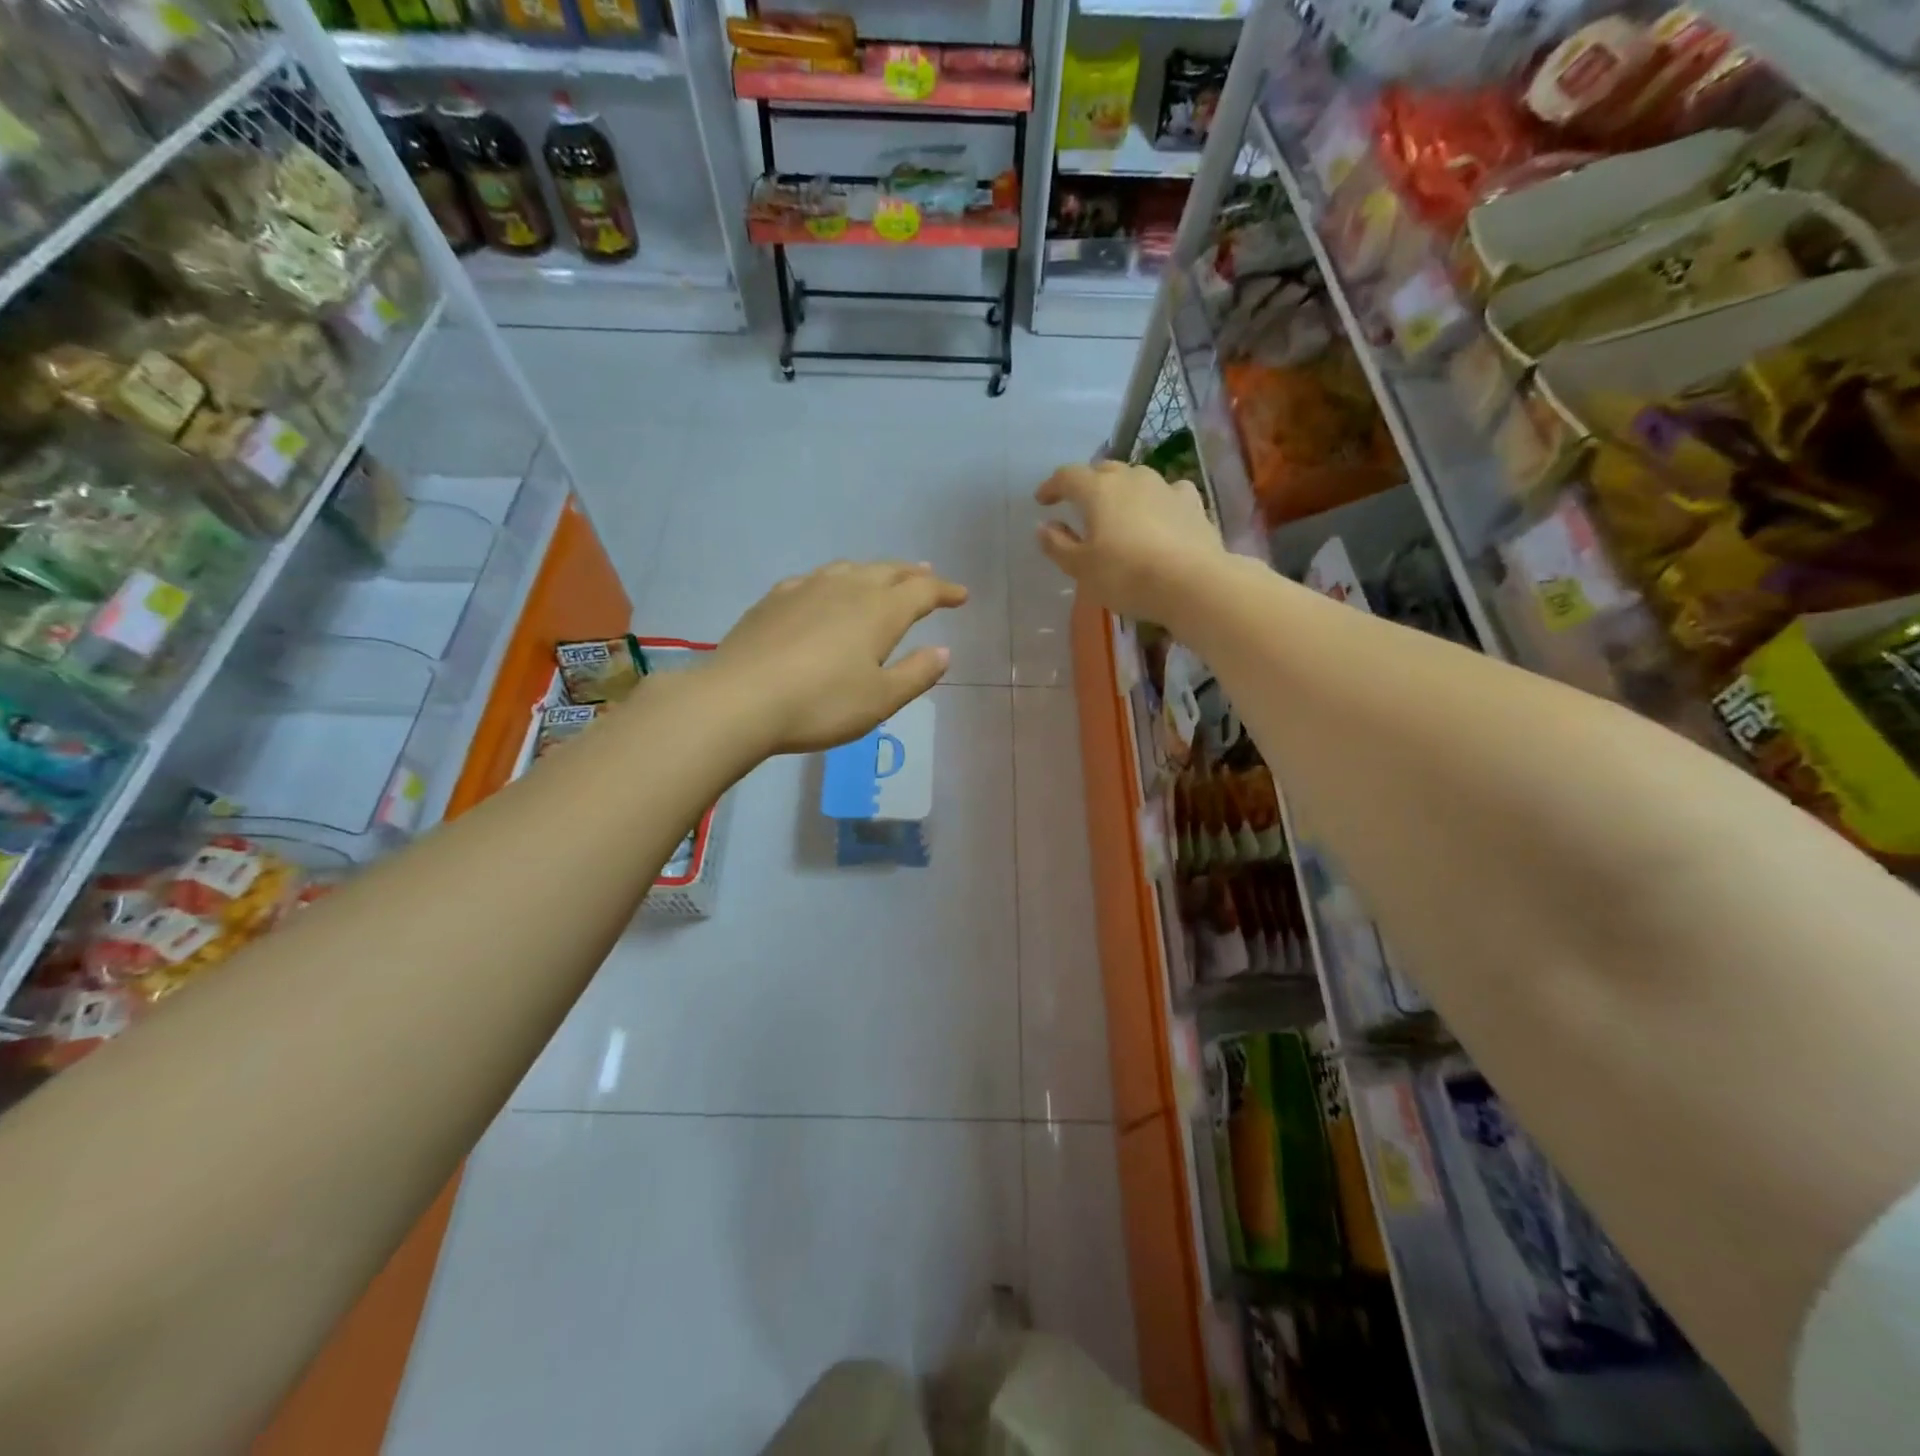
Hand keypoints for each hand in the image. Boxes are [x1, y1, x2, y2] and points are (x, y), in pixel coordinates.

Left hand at [708, 561, 968, 755]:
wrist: (740, 699)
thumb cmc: (821, 704)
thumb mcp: (880, 700)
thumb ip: (916, 674)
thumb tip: (943, 651)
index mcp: (879, 611)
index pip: (921, 591)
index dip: (944, 591)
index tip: (961, 595)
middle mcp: (847, 588)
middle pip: (887, 571)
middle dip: (911, 574)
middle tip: (926, 575)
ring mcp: (806, 589)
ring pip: (849, 568)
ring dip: (873, 570)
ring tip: (882, 575)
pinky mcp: (774, 599)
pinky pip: (814, 579)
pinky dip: (833, 580)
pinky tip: (824, 590)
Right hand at [1035, 461, 1224, 624]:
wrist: (1192, 583)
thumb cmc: (1126, 575)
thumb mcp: (1081, 568)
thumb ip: (1058, 545)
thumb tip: (1044, 526)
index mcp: (1098, 490)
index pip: (1068, 476)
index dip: (1052, 486)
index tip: (1042, 501)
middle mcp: (1131, 478)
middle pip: (1103, 471)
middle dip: (1087, 484)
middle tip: (1079, 503)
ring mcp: (1165, 487)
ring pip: (1136, 478)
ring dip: (1122, 489)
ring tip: (1118, 510)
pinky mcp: (1192, 503)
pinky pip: (1168, 492)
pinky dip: (1157, 499)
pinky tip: (1159, 513)